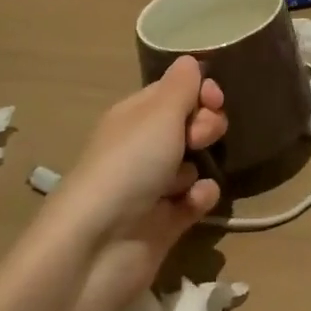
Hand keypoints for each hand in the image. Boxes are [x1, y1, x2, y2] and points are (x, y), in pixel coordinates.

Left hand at [58, 57, 226, 310]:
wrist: (96, 249)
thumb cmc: (128, 166)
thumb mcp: (159, 113)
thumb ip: (182, 85)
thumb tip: (190, 61)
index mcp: (136, 116)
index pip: (176, 91)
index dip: (200, 91)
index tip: (214, 99)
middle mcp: (143, 147)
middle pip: (190, 124)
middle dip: (206, 125)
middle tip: (200, 137)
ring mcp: (154, 186)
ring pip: (196, 162)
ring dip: (204, 164)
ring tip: (191, 178)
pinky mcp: (165, 222)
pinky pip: (196, 199)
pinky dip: (201, 198)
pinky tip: (196, 202)